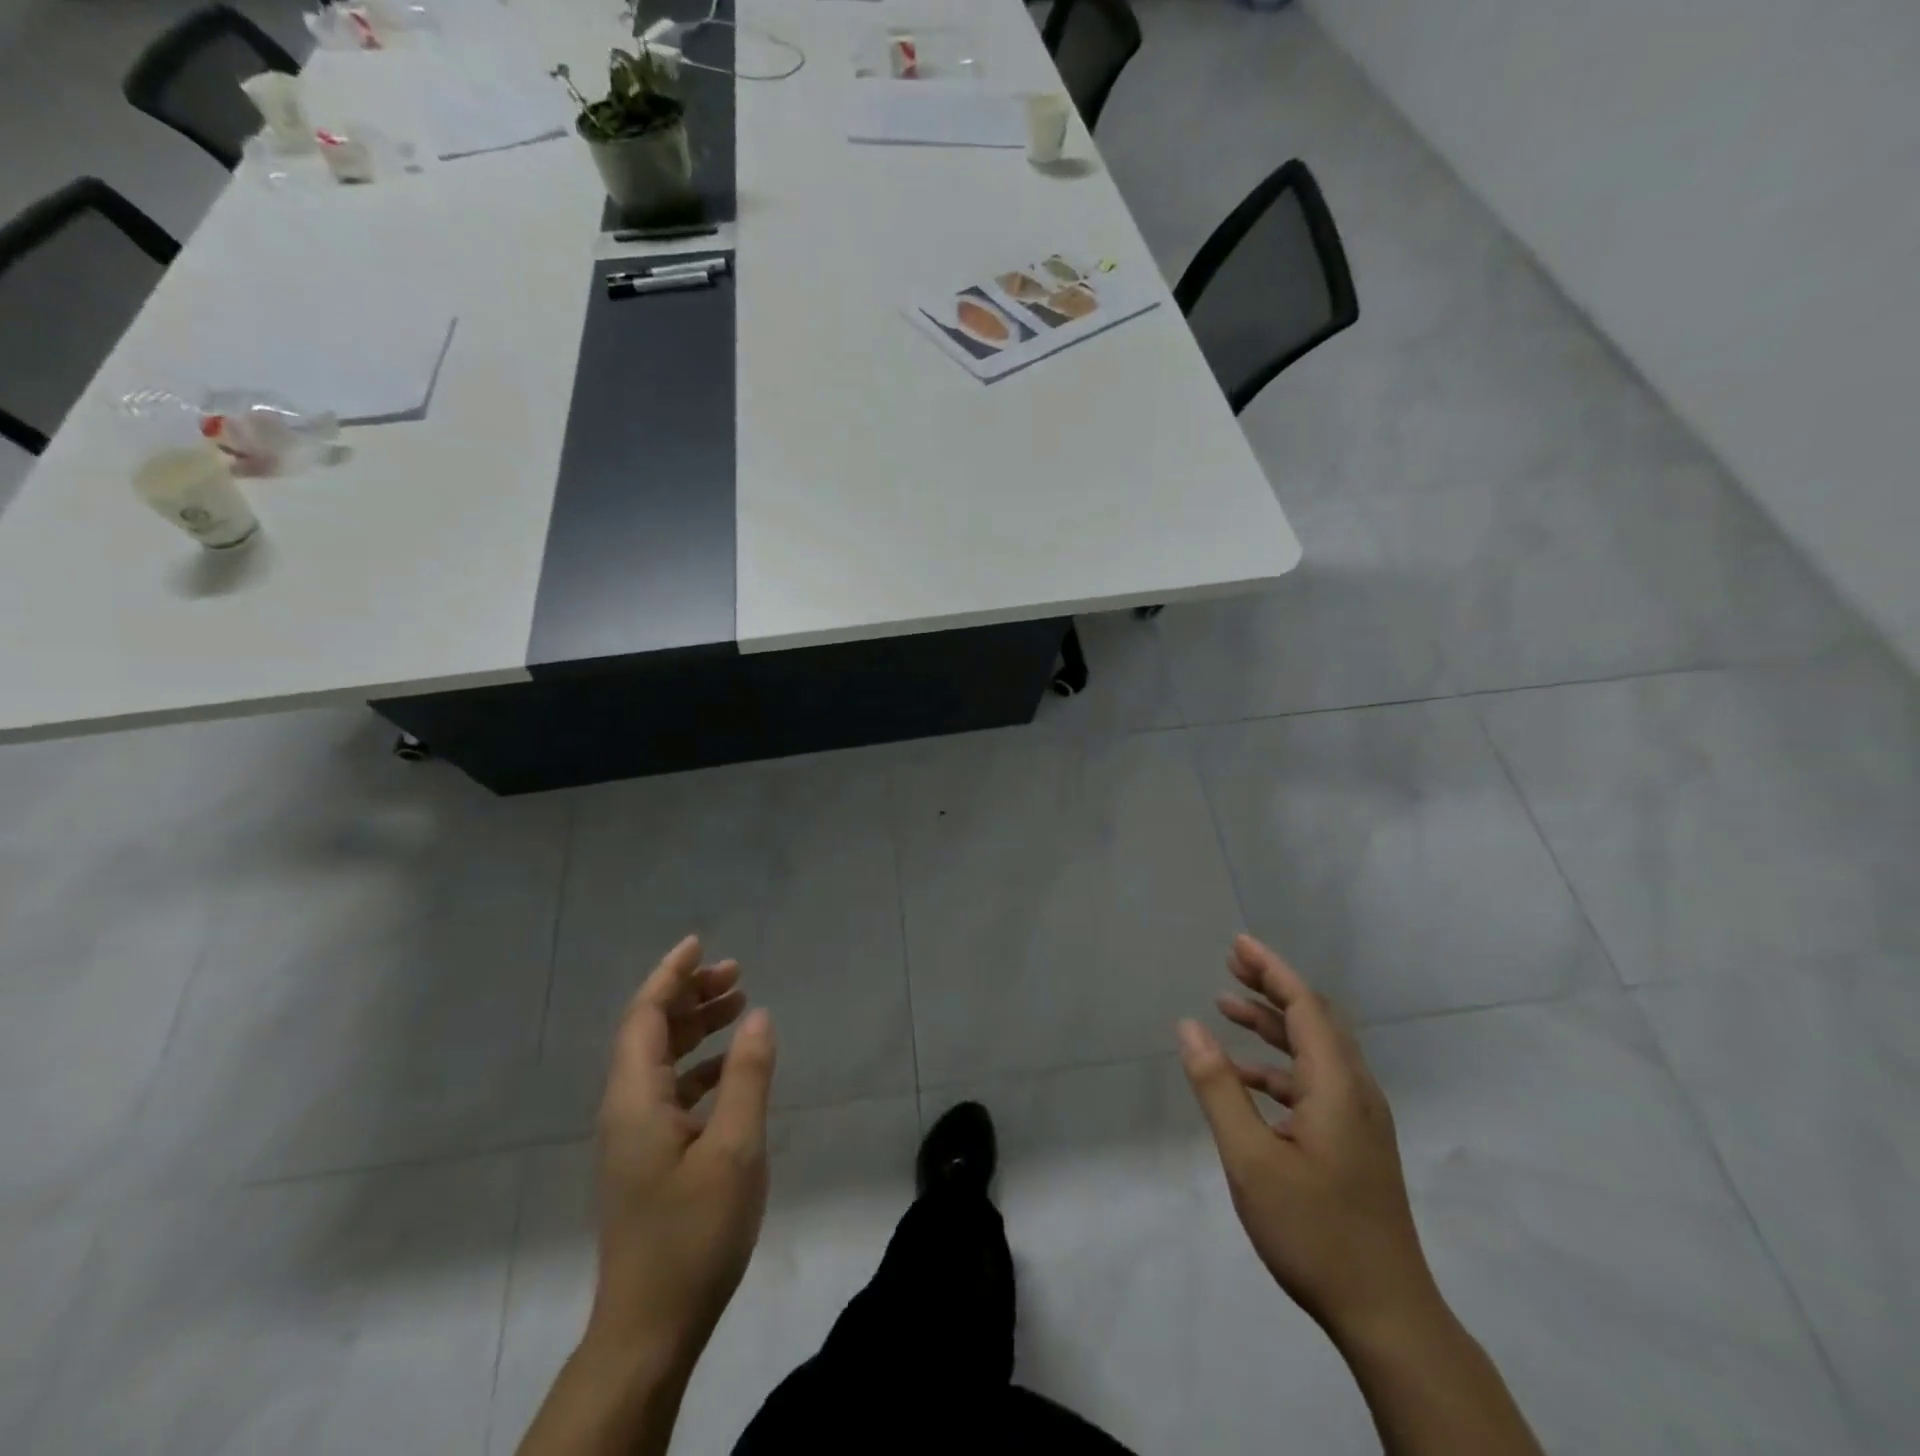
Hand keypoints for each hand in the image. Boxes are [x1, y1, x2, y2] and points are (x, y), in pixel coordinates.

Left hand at [587, 935, 776, 1371]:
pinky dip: (700, 1066)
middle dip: (690, 995)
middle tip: (737, 972)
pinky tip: (732, 1068)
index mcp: (635, 1098)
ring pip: (661, 1060)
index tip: (701, 943)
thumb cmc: (693, 1233)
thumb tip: (757, 1015)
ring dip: (696, 1027)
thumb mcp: (734, 1149)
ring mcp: (634, 1136)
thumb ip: (747, 1076)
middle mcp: (626, 1108)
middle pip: (650, 1032)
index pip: (644, 1015)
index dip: (670, 974)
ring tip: (739, 1004)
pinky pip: (670, 1090)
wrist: (650, 1328)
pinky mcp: (647, 1158)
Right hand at [1177, 935, 1437, 1345]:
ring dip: (1272, 1025)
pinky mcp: (1354, 1142)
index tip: (1238, 943)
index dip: (1271, 969)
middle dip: (1271, 986)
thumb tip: (1189, 1027)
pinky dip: (1278, 1066)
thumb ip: (1218, 1087)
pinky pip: (1313, 1082)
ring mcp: (1358, 1119)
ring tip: (1226, 1008)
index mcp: (1337, 1086)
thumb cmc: (1314, 1231)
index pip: (1304, 1006)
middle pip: (1314, 1019)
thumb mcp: (1250, 1158)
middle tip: (1230, 963)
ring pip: (1313, 1051)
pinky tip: (1245, 1077)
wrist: (1387, 1314)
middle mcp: (1355, 1091)